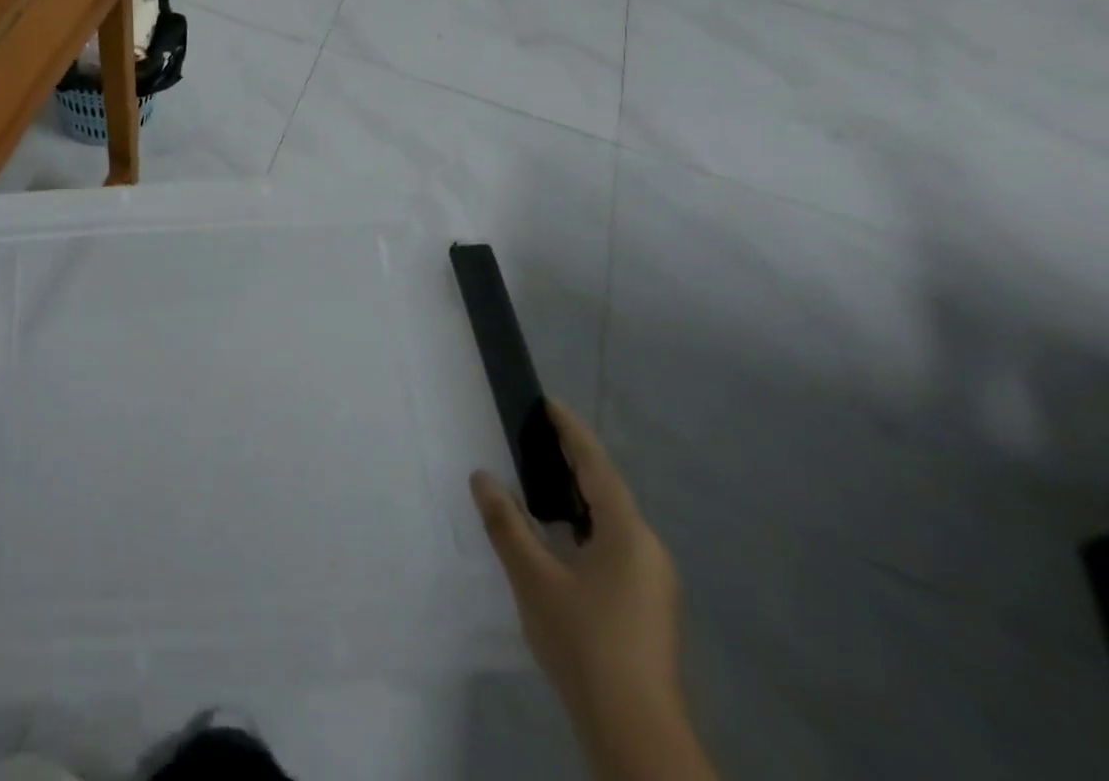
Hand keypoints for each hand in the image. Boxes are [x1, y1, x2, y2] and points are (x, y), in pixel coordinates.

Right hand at [472, 401, 710, 779]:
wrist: (634, 731)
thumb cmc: (584, 641)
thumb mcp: (533, 577)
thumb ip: (505, 523)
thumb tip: (482, 476)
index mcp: (628, 534)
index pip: (597, 466)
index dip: (572, 432)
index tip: (549, 404)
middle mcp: (648, 551)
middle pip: (607, 491)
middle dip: (573, 462)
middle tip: (536, 436)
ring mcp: (652, 583)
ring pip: (611, 522)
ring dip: (578, 497)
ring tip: (541, 480)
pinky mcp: (646, 608)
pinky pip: (613, 546)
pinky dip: (584, 526)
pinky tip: (559, 538)